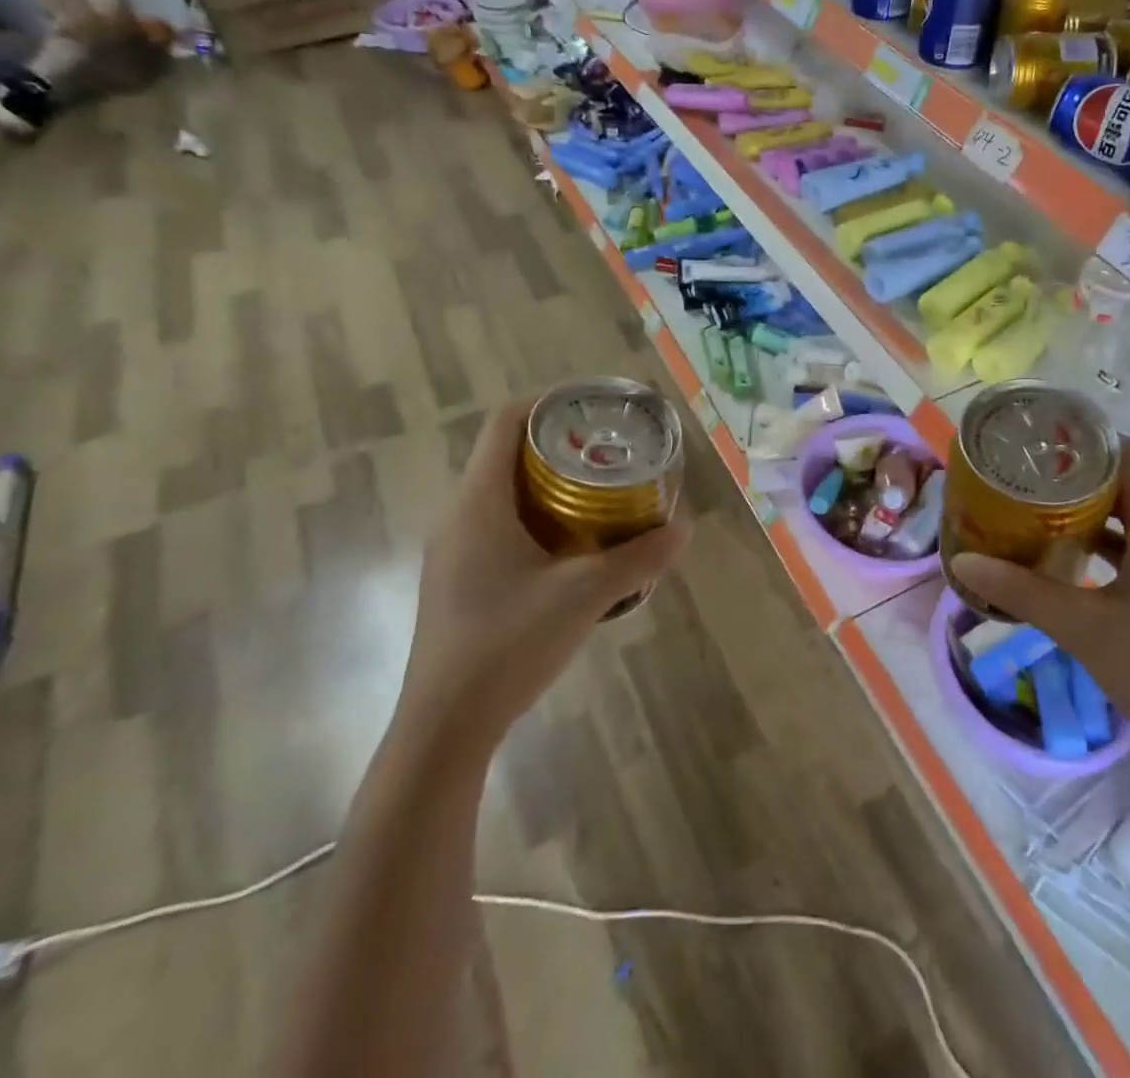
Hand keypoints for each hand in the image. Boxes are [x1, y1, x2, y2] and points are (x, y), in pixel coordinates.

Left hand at [400, 395, 692, 740]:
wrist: (445, 727)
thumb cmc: (508, 645)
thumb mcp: (585, 596)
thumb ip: (638, 558)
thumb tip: (685, 527)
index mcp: (479, 503)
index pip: (504, 423)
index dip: (548, 402)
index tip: (594, 407)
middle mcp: (459, 515)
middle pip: (507, 454)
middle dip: (560, 445)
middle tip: (611, 453)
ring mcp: (454, 550)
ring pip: (504, 493)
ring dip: (550, 484)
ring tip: (602, 494)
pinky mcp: (459, 579)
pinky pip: (499, 525)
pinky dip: (539, 517)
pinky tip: (574, 548)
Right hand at [950, 437, 1129, 780]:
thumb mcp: (1082, 627)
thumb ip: (1021, 591)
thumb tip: (963, 563)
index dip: (1088, 443)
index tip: (1042, 445)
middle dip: (1079, 481)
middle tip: (1027, 482)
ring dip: (1092, 518)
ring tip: (1040, 517)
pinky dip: (1108, 551)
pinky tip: (1072, 568)